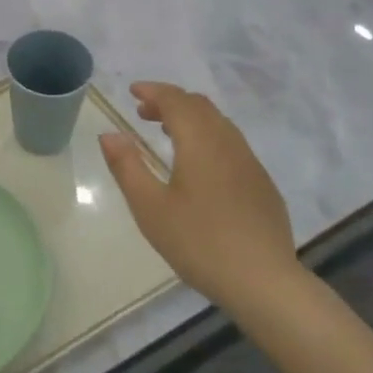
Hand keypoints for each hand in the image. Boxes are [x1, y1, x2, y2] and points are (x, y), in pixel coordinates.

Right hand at [99, 82, 300, 307]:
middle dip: (170, 101)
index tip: (132, 91)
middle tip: (143, 113)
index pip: (176, 101)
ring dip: (191, 118)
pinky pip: (232, 144)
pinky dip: (209, 137)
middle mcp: (228, 143)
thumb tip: (109, 134)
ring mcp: (250, 163)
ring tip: (167, 133)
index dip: (153, 91)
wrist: (263, 281)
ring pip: (219, 123)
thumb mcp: (150, 208)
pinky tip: (199, 166)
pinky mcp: (262, 184)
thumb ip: (127, 166)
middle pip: (200, 106)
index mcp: (200, 142)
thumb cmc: (198, 242)